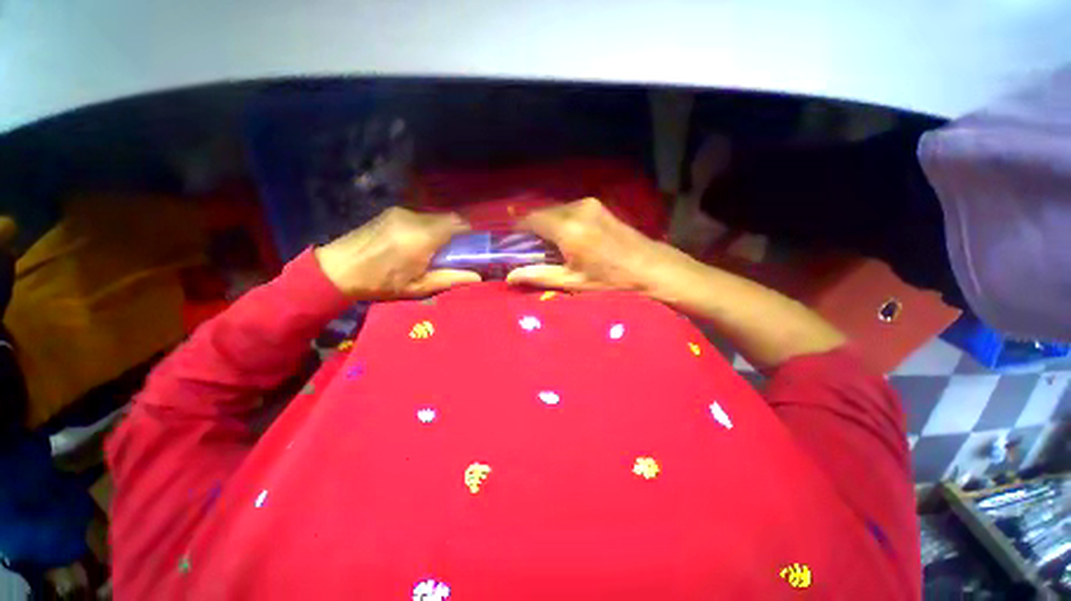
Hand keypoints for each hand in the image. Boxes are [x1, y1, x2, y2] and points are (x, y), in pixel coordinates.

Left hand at [314, 207, 480, 299]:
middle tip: (453, 252)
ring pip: (434, 217)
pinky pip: (420, 217)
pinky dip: (427, 228)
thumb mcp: (418, 287)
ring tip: (432, 250)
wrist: (337, 269)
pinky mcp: (391, 212)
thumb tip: (478, 277)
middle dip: (456, 233)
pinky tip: (415, 243)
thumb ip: (450, 279)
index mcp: (423, 237)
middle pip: (448, 218)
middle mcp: (414, 218)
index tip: (471, 248)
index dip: (470, 233)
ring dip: (441, 230)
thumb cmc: (381, 283)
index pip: (458, 223)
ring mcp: (401, 212)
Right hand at [506, 197, 679, 292]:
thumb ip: (538, 276)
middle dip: (532, 228)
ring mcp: (589, 204)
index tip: (512, 242)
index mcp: (567, 228)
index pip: (530, 219)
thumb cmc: (611, 280)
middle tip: (531, 248)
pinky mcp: (598, 206)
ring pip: (556, 210)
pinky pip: (569, 209)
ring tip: (549, 246)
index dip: (517, 229)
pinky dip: (561, 221)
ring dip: (547, 224)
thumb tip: (509, 276)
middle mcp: (576, 209)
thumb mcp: (572, 282)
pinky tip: (567, 237)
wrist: (651, 267)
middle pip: (542, 212)